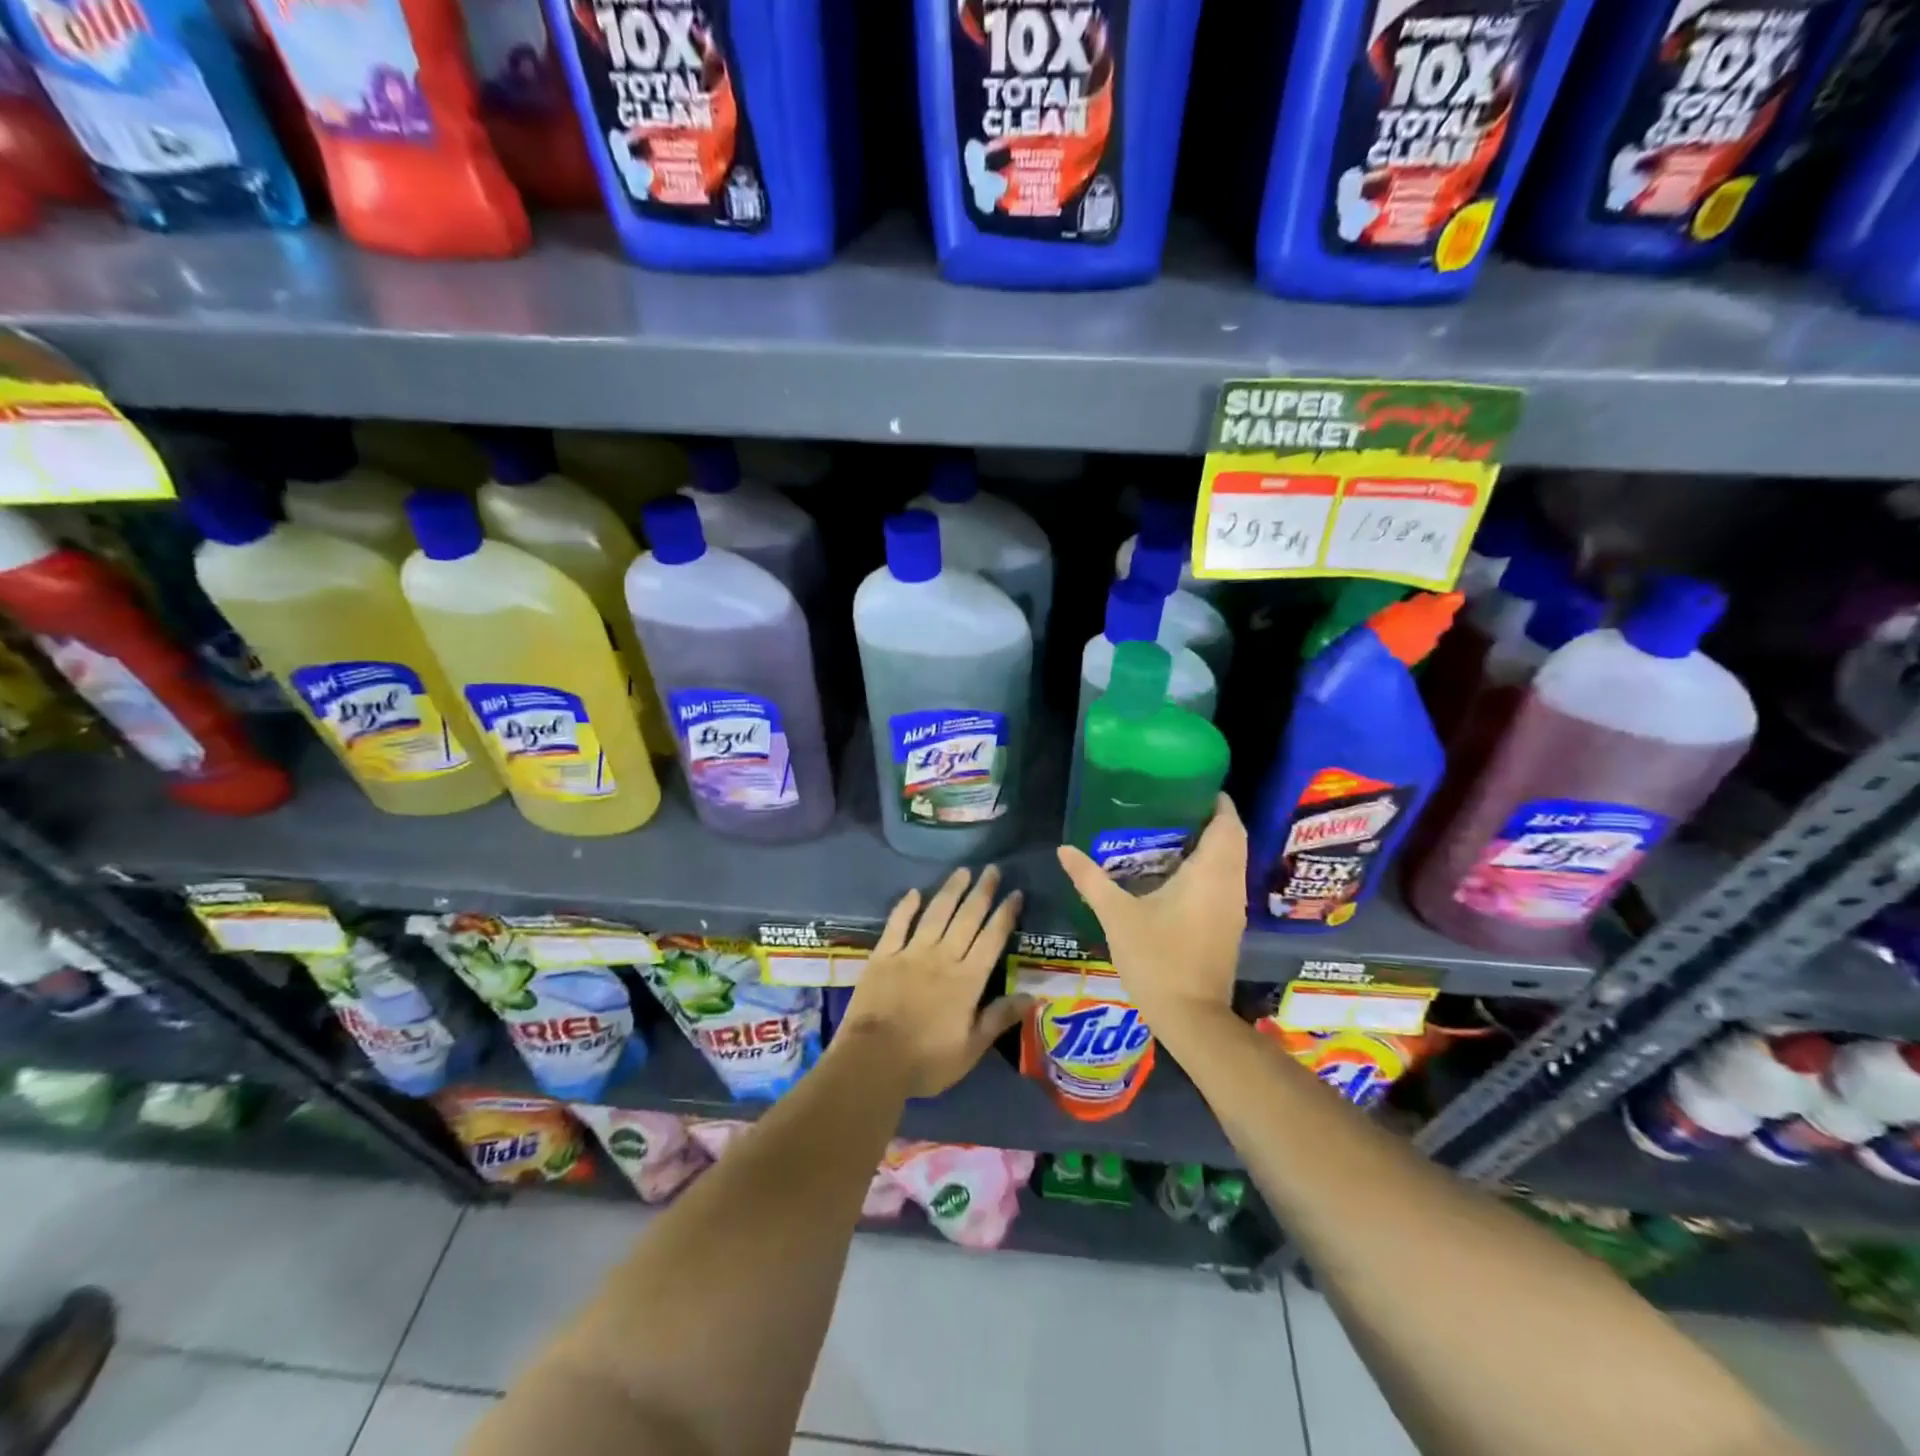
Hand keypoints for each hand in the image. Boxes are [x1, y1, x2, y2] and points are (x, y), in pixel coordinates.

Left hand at [837, 865, 1027, 1098]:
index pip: (992, 939)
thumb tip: (1033, 996)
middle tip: (992, 869)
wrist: (873, 1060)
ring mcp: (911, 953)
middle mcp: (943, 957)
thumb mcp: (971, 1047)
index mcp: (968, 979)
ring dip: (951, 890)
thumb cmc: (927, 1060)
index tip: (1016, 893)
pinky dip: (906, 907)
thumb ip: (1000, 1017)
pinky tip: (914, 892)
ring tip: (963, 871)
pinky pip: (897, 924)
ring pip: (936, 913)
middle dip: (982, 892)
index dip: (1005, 914)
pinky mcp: (883, 956)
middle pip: (967, 918)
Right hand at [1056, 795, 1247, 1027]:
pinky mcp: (1228, 927)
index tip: (1192, 786)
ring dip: (1211, 845)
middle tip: (1173, 807)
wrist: (1190, 1017)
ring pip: (1231, 863)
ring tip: (1171, 833)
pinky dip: (1209, 869)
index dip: (1217, 802)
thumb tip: (1064, 849)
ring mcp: (1233, 908)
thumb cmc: (1157, 958)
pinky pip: (1225, 883)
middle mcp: (1230, 885)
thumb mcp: (1117, 915)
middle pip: (1233, 840)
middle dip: (1211, 820)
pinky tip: (1175, 874)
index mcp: (1210, 873)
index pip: (1228, 824)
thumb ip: (1091, 879)